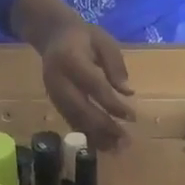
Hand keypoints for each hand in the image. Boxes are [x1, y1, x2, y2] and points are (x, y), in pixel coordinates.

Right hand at [12, 0, 135, 148]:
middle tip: (125, 141)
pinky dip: (87, 135)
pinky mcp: (54, 103)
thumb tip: (128, 92)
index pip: (94, 86)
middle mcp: (58, 80)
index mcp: (70, 59)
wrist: (52, 35)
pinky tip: (102, 144)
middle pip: (81, 109)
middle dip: (104, 127)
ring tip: (116, 149)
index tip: (132, 117)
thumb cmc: (83, 37)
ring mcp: (54, 94)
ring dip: (96, 137)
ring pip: (75, 120)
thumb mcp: (103, 41)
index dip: (112, 104)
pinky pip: (71, 122)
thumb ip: (115, 65)